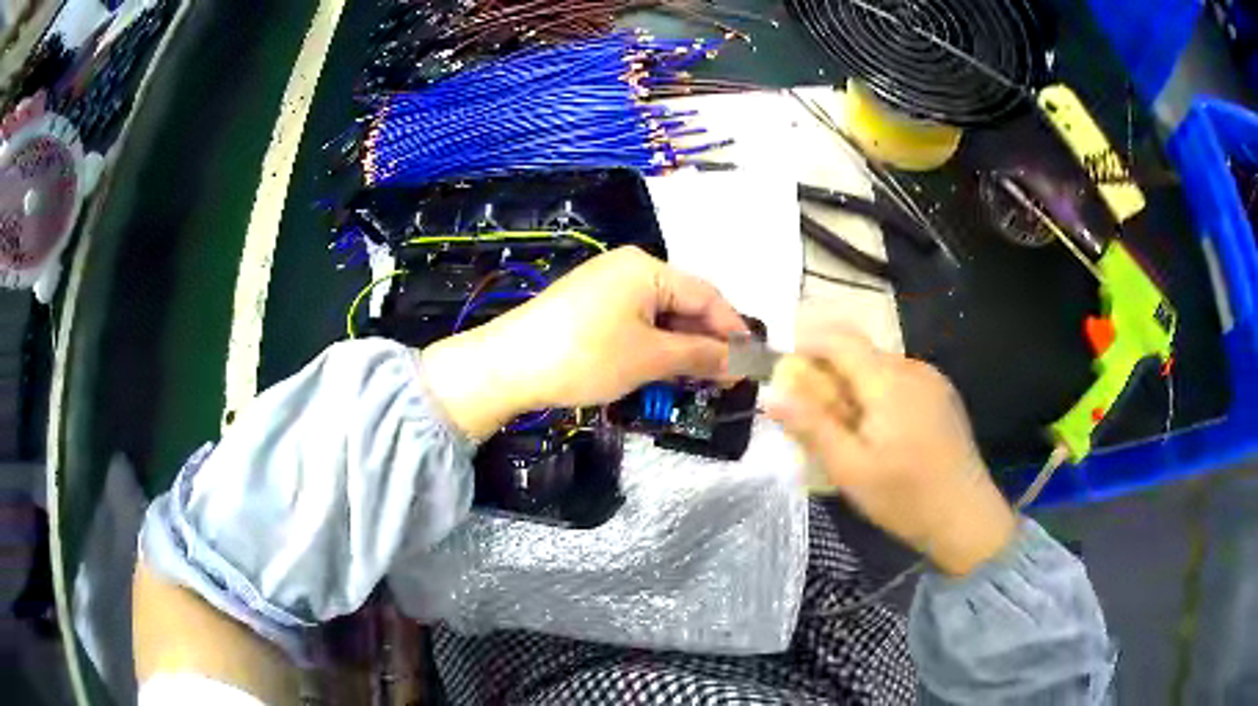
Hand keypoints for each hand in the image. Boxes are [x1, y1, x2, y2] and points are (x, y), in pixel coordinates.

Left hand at [422, 246, 746, 439]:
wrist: (508, 365)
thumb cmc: (585, 356)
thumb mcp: (649, 358)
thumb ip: (699, 355)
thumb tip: (739, 361)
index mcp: (648, 268)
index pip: (707, 295)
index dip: (733, 330)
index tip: (752, 363)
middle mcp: (629, 268)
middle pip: (684, 303)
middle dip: (706, 342)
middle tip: (725, 380)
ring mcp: (606, 286)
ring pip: (660, 316)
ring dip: (681, 347)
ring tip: (698, 382)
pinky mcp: (590, 306)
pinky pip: (636, 322)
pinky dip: (654, 346)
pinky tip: (663, 371)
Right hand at [764, 305, 1016, 575]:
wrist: (967, 518)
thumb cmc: (905, 498)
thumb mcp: (850, 470)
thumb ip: (811, 427)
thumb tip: (771, 394)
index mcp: (888, 381)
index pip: (840, 339)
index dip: (808, 342)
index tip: (785, 366)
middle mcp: (913, 368)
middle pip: (861, 353)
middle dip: (830, 373)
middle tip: (813, 415)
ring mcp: (933, 381)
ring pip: (881, 368)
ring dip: (855, 386)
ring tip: (847, 431)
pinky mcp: (943, 396)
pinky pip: (901, 381)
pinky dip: (879, 394)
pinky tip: (881, 434)